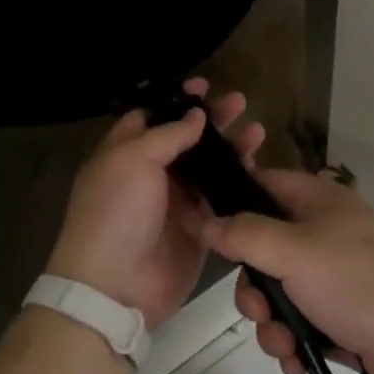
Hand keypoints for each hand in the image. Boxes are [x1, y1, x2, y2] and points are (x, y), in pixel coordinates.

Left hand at [47, 80, 263, 329]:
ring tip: (257, 131)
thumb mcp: (133, 161)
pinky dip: (237, 183)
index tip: (204, 86)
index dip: (177, 100)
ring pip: (207, 167)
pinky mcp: (197, 228)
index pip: (151, 115)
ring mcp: (175, 202)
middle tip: (240, 102)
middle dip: (212, 119)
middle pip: (185, 138)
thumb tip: (195, 116)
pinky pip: (220, 199)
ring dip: (231, 148)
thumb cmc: (116, 212)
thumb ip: (168, 135)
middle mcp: (150, 173)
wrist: (116, 288)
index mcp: (125, 153)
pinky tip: (258, 167)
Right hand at [196, 170, 373, 373]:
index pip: (261, 185)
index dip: (231, 204)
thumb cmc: (357, 283)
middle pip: (261, 249)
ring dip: (271, 324)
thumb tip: (206, 221)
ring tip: (285, 347)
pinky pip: (297, 323)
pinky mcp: (339, 315)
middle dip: (254, 289)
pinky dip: (292, 343)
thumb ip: (245, 234)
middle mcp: (321, 232)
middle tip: (260, 310)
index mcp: (316, 200)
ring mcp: (332, 275)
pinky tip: (298, 364)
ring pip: (277, 292)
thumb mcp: (294, 252)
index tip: (205, 233)